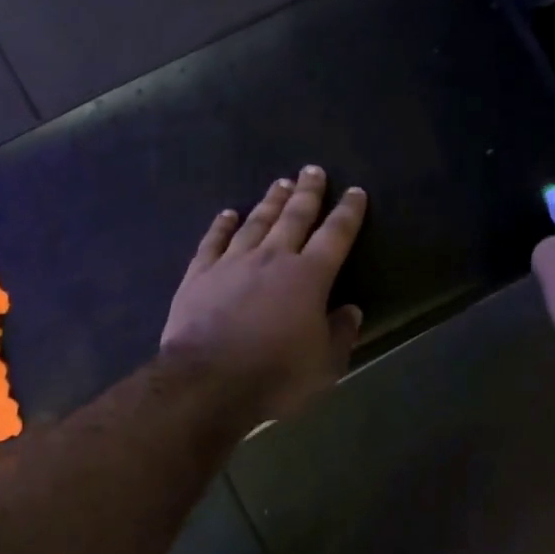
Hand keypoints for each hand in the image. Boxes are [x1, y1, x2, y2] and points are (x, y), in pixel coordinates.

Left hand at [162, 167, 366, 421]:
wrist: (208, 383)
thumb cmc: (275, 376)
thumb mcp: (324, 364)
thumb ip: (340, 333)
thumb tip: (350, 310)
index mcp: (309, 277)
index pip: (335, 235)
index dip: (348, 212)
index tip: (355, 192)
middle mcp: (272, 259)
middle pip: (294, 217)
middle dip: (307, 193)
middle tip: (313, 170)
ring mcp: (232, 263)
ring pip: (255, 223)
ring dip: (270, 202)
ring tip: (280, 183)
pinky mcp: (199, 275)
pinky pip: (212, 242)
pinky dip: (221, 225)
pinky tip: (227, 213)